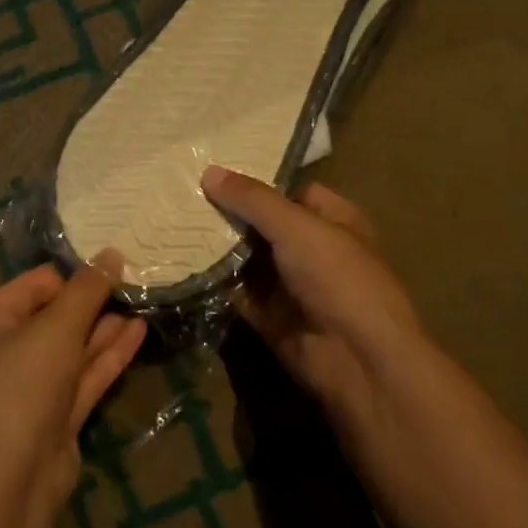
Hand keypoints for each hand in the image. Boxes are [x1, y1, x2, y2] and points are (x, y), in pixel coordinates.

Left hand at [0, 263, 145, 512]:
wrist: (11, 481)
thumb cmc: (21, 387)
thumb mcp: (55, 329)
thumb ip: (86, 291)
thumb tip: (111, 253)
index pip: (33, 286)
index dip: (71, 276)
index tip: (110, 266)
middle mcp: (4, 354)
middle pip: (54, 317)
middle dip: (92, 301)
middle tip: (134, 281)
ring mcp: (31, 389)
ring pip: (73, 348)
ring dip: (105, 327)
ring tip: (143, 301)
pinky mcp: (56, 417)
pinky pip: (84, 376)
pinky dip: (109, 356)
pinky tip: (139, 332)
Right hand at [202, 166, 428, 420]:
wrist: (357, 359)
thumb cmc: (338, 278)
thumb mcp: (296, 227)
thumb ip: (252, 199)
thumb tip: (209, 171)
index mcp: (333, 220)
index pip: (290, 190)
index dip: (255, 180)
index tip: (211, 168)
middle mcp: (312, 250)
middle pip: (263, 225)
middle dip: (227, 213)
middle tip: (179, 193)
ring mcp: (291, 286)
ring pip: (247, 259)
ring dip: (216, 247)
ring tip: (170, 221)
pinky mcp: (270, 317)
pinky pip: (237, 293)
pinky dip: (214, 282)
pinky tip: (179, 262)